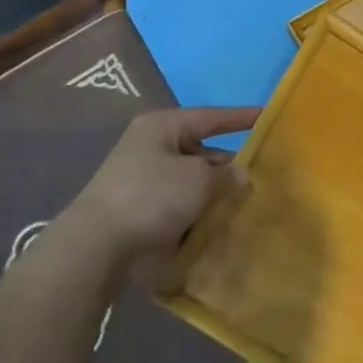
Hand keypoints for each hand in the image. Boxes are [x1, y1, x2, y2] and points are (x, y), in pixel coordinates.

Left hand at [56, 107, 258, 279]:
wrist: (97, 247)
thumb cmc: (151, 197)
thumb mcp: (198, 180)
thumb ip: (225, 175)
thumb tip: (240, 174)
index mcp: (162, 127)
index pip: (209, 116)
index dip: (238, 117)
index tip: (265, 116)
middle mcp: (151, 148)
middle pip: (199, 151)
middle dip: (227, 164)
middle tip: (261, 174)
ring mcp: (142, 181)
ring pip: (189, 182)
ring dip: (213, 193)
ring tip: (246, 205)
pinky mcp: (138, 212)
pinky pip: (177, 207)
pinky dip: (196, 214)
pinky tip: (218, 227)